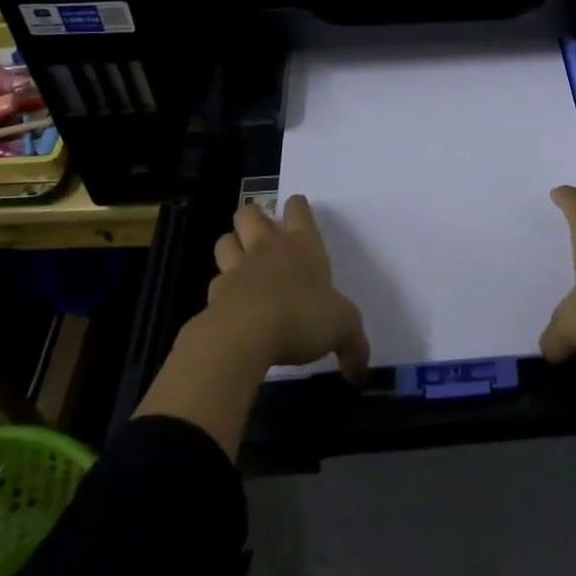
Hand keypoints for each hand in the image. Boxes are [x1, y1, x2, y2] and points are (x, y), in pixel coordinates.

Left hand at [206, 195, 370, 377]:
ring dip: (231, 246)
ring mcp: (237, 269)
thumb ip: (353, 344)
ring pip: (225, 241)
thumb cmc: (301, 317)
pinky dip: (221, 290)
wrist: (245, 336)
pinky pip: (215, 282)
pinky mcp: (214, 296)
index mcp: (302, 244)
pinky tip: (229, 304)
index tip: (298, 209)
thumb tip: (360, 369)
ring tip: (240, 260)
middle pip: (250, 213)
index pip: (297, 209)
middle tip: (262, 232)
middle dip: (254, 216)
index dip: (297, 206)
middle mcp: (267, 248)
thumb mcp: (342, 328)